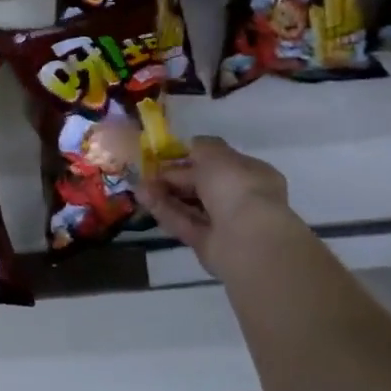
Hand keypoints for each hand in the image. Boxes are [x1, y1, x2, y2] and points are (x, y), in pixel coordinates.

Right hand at [141, 136, 293, 277]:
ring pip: (190, 204)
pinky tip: (144, 199)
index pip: (218, 162)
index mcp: (250, 173)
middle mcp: (239, 198)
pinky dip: (164, 211)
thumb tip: (190, 146)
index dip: (191, 157)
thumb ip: (200, 147)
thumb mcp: (215, 153)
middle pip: (201, 184)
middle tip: (147, 172)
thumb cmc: (236, 187)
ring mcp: (224, 223)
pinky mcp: (208, 243)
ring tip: (139, 186)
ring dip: (164, 193)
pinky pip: (184, 223)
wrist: (247, 238)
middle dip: (173, 177)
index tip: (166, 154)